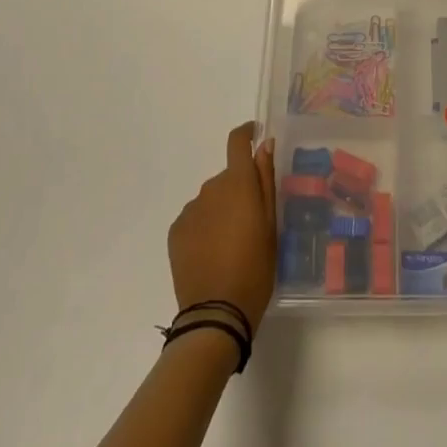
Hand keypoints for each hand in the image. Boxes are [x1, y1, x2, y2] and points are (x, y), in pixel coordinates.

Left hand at [168, 123, 277, 332]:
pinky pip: (195, 218)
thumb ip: (266, 180)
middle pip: (227, 177)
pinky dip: (205, 226)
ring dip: (221, 210)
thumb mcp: (271, 224)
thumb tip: (265, 144)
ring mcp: (190, 210)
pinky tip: (213, 253)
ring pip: (211, 199)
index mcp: (238, 183)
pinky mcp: (176, 231)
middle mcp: (211, 188)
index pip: (237, 142)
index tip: (255, 134)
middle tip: (252, 223)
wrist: (216, 313)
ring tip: (232, 244)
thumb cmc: (256, 267)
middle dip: (239, 190)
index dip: (247, 133)